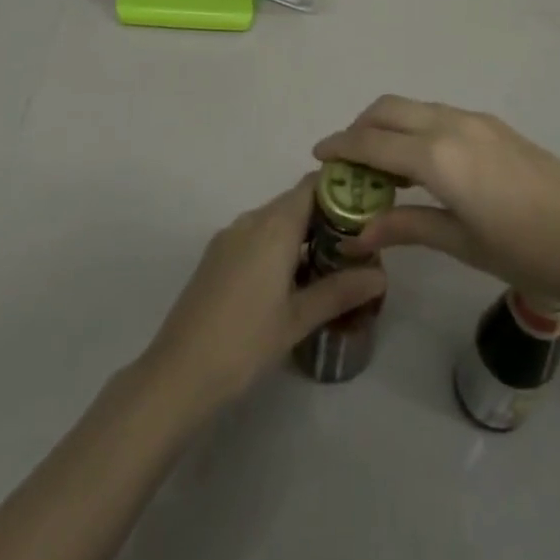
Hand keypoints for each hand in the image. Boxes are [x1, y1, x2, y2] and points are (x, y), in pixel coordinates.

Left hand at [138, 175, 385, 417]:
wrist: (178, 374)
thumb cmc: (244, 342)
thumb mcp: (298, 318)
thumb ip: (340, 291)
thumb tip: (381, 274)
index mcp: (272, 226)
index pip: (312, 185)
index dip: (341, 189)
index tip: (368, 207)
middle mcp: (250, 220)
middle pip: (295, 202)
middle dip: (327, 216)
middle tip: (359, 243)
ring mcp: (229, 238)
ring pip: (275, 221)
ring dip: (303, 234)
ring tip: (334, 263)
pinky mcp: (217, 257)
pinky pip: (256, 237)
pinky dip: (279, 247)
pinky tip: (294, 280)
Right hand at [313, 95, 559, 314]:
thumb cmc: (527, 252)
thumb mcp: (461, 243)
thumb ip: (406, 227)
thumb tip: (358, 233)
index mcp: (437, 156)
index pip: (371, 143)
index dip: (340, 147)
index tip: (318, 156)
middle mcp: (450, 125)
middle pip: (388, 110)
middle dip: (360, 128)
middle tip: (348, 161)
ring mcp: (476, 120)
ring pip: (414, 107)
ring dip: (389, 125)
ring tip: (382, 164)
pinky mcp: (494, 125)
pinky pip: (439, 113)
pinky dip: (416, 127)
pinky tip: (423, 162)